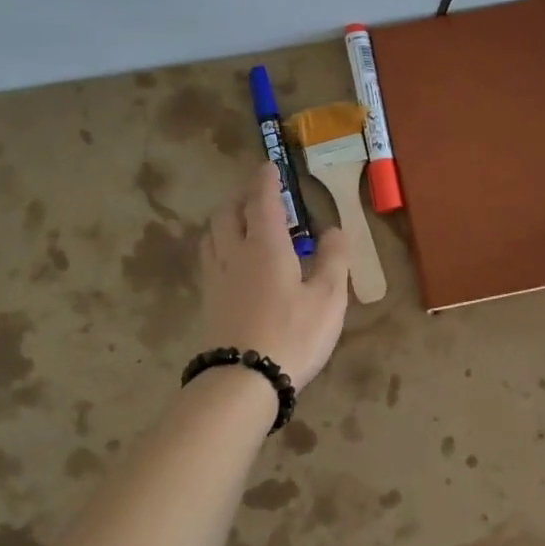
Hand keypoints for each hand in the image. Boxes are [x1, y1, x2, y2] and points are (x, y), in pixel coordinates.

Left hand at [200, 164, 350, 387]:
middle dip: (242, 197)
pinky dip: (219, 243)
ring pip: (213, 234)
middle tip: (257, 193)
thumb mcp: (328, 298)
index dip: (266, 181)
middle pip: (229, 213)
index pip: (262, 201)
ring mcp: (217, 278)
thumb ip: (333, 260)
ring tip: (240, 220)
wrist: (243, 379)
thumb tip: (335, 229)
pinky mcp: (209, 301)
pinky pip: (210, 257)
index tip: (269, 166)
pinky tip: (230, 258)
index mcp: (265, 246)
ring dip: (226, 218)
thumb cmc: (293, 335)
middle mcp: (234, 254)